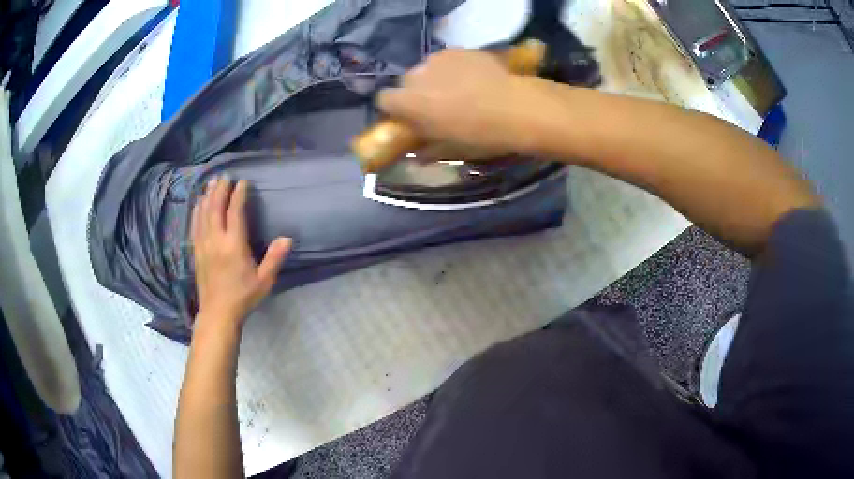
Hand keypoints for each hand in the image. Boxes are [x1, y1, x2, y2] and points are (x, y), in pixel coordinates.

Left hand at [191, 178, 291, 329]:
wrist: (218, 313)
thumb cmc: (243, 297)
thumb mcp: (264, 280)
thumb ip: (275, 258)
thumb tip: (287, 238)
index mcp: (234, 245)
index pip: (235, 212)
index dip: (238, 195)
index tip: (243, 182)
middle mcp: (216, 240)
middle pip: (215, 208)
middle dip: (220, 190)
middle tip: (224, 176)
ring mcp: (203, 245)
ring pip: (203, 214)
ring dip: (207, 196)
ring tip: (210, 183)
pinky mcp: (196, 251)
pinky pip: (194, 225)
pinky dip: (196, 211)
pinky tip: (197, 204)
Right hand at [376, 49, 546, 157]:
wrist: (516, 107)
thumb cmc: (479, 134)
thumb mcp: (449, 149)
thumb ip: (426, 148)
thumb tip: (418, 153)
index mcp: (407, 101)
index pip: (384, 100)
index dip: (394, 109)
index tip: (407, 118)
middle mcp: (416, 75)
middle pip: (406, 82)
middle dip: (416, 93)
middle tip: (436, 106)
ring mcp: (438, 58)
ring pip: (427, 69)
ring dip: (435, 79)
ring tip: (458, 90)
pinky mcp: (459, 49)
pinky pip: (447, 60)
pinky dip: (453, 68)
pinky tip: (473, 79)